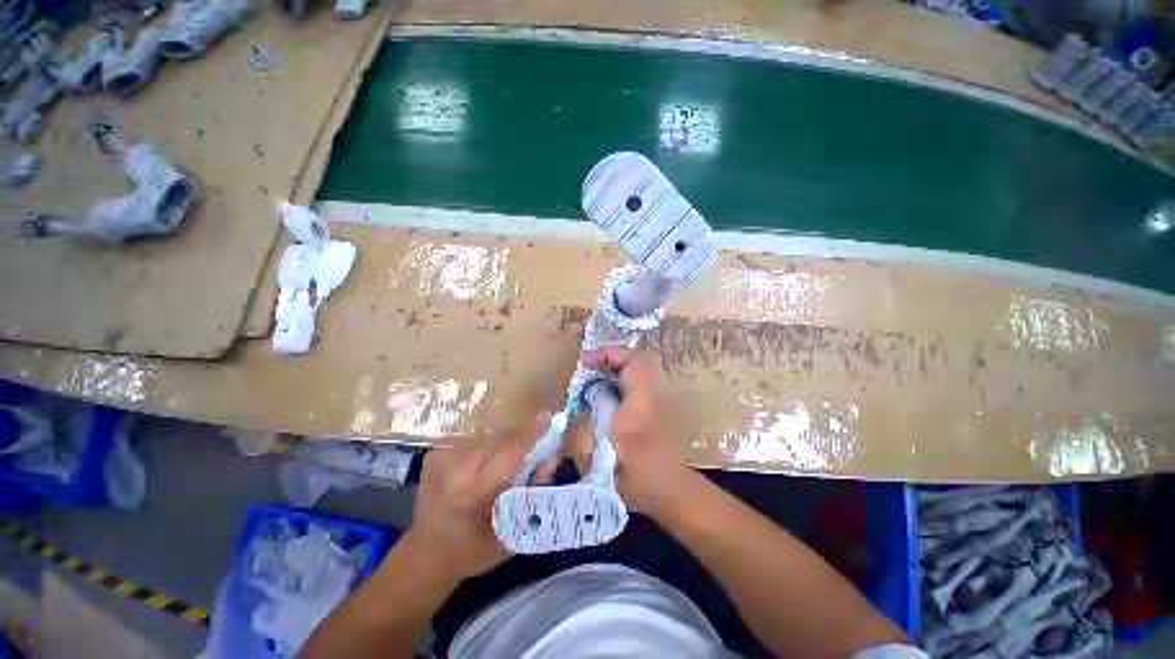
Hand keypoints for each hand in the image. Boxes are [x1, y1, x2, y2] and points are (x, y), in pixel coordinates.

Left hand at [406, 412, 549, 579]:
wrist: (425, 555)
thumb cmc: (474, 551)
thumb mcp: (513, 531)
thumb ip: (534, 493)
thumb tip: (552, 459)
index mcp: (475, 495)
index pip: (509, 453)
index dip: (530, 434)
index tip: (547, 416)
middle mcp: (455, 473)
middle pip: (498, 440)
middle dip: (519, 439)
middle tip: (532, 447)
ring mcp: (441, 461)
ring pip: (486, 438)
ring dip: (502, 444)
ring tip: (504, 464)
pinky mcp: (433, 456)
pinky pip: (472, 442)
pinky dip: (485, 448)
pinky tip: (483, 466)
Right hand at [552, 347, 694, 518]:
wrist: (675, 492)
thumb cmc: (635, 484)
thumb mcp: (599, 465)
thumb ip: (585, 433)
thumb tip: (583, 404)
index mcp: (640, 413)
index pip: (635, 364)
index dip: (610, 354)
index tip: (587, 363)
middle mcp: (658, 399)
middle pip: (644, 357)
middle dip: (615, 356)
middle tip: (593, 368)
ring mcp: (667, 398)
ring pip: (647, 364)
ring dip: (622, 364)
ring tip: (601, 376)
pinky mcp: (668, 402)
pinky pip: (648, 376)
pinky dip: (630, 374)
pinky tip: (616, 390)